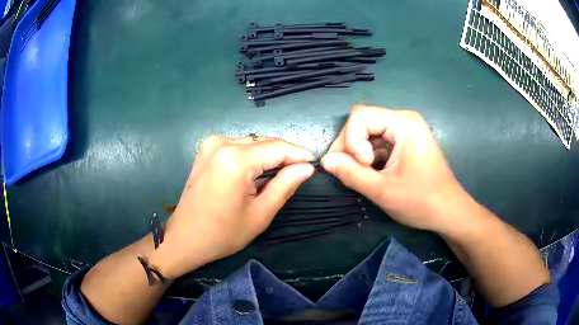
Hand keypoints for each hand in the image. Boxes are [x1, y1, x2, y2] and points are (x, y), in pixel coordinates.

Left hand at [151, 136, 314, 277]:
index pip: (278, 148)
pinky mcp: (205, 149)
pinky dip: (252, 156)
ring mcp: (211, 144)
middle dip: (285, 155)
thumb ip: (285, 185)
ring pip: (252, 143)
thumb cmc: (223, 234)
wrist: (184, 238)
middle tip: (300, 171)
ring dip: (268, 155)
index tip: (315, 163)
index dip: (300, 154)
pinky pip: (238, 146)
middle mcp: (222, 143)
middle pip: (264, 142)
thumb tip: (307, 168)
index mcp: (236, 160)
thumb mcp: (260, 214)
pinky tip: (257, 172)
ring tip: (280, 174)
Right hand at [321, 105, 469, 232]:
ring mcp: (404, 132)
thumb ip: (350, 174)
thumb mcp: (382, 190)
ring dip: (359, 154)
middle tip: (351, 173)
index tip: (363, 166)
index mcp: (403, 123)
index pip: (359, 116)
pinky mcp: (404, 144)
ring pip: (367, 134)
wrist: (449, 212)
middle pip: (362, 123)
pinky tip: (372, 174)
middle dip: (351, 147)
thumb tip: (325, 161)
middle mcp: (403, 121)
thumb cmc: (421, 201)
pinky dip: (369, 158)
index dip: (352, 141)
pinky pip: (377, 143)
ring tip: (363, 177)